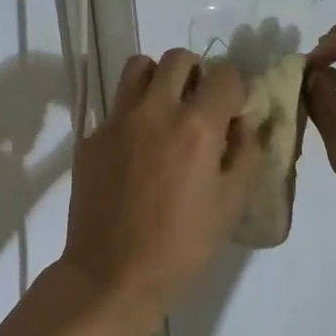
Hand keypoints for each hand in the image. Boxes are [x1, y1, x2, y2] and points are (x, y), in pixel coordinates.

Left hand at [59, 49, 261, 325]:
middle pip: (178, 59)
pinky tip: (136, 154)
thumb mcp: (232, 204)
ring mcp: (116, 122)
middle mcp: (154, 111)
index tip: (234, 112)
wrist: (112, 276)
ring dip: (158, 80)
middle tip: (200, 106)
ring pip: (138, 68)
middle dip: (197, 74)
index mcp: (196, 127)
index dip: (236, 90)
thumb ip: (245, 152)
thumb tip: (241, 122)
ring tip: (165, 112)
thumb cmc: (183, 247)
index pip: (225, 76)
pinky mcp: (90, 140)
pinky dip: (132, 116)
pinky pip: (116, 108)